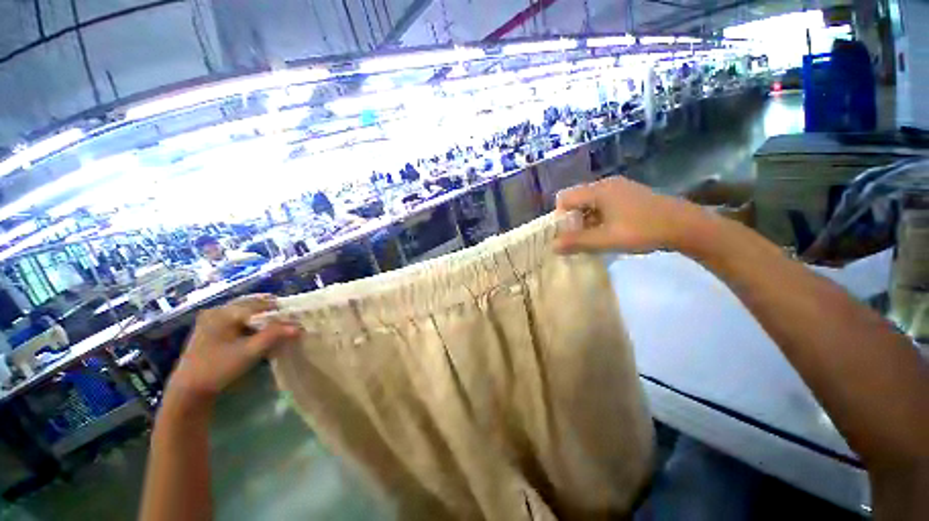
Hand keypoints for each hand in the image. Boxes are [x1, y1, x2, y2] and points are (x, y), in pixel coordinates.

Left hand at [167, 295, 299, 403]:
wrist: (191, 385)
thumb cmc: (219, 368)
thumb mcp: (247, 354)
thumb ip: (271, 338)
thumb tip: (296, 327)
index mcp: (225, 312)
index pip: (254, 304)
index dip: (272, 307)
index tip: (288, 310)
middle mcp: (215, 311)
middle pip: (243, 305)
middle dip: (261, 307)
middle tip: (278, 310)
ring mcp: (207, 321)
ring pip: (234, 313)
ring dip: (251, 315)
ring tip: (265, 320)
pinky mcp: (204, 332)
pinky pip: (227, 321)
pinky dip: (240, 323)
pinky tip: (245, 331)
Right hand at [554, 177, 705, 253]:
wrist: (679, 223)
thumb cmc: (642, 230)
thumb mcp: (608, 239)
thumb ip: (579, 242)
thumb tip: (553, 246)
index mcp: (598, 190)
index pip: (565, 198)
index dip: (561, 218)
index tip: (569, 238)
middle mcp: (607, 183)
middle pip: (580, 199)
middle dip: (577, 221)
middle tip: (585, 243)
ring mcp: (622, 187)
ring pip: (596, 202)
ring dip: (592, 221)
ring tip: (602, 241)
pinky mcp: (633, 195)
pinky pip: (610, 203)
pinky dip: (606, 217)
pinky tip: (618, 233)